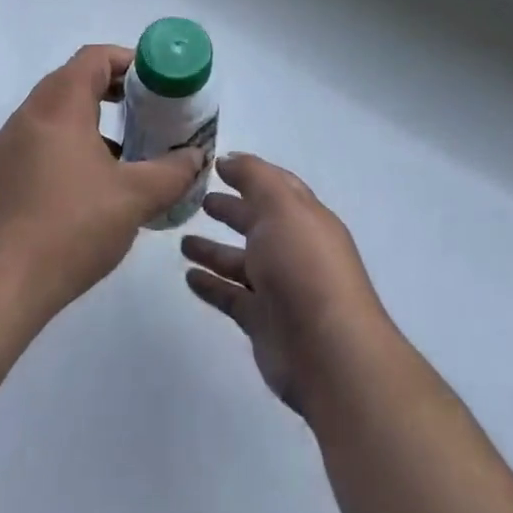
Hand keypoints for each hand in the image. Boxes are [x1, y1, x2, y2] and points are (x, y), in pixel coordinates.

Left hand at [0, 45, 205, 314]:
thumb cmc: (70, 228)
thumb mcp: (134, 199)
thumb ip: (172, 172)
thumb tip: (195, 157)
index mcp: (59, 107)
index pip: (93, 58)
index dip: (127, 61)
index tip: (154, 83)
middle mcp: (26, 116)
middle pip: (71, 82)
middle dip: (110, 91)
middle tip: (143, 113)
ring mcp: (3, 147)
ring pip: (51, 116)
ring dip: (86, 123)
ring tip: (119, 155)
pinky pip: (33, 145)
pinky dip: (62, 149)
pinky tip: (82, 190)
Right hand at [182, 153, 394, 415]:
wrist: (329, 353)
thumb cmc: (304, 267)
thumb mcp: (281, 206)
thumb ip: (254, 177)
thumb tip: (228, 159)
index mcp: (304, 218)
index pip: (276, 187)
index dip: (249, 174)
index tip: (216, 165)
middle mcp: (293, 249)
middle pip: (257, 223)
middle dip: (232, 210)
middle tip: (198, 200)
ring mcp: (279, 288)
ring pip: (240, 262)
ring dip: (214, 250)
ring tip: (183, 241)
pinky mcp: (262, 322)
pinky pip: (231, 296)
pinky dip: (211, 286)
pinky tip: (188, 277)